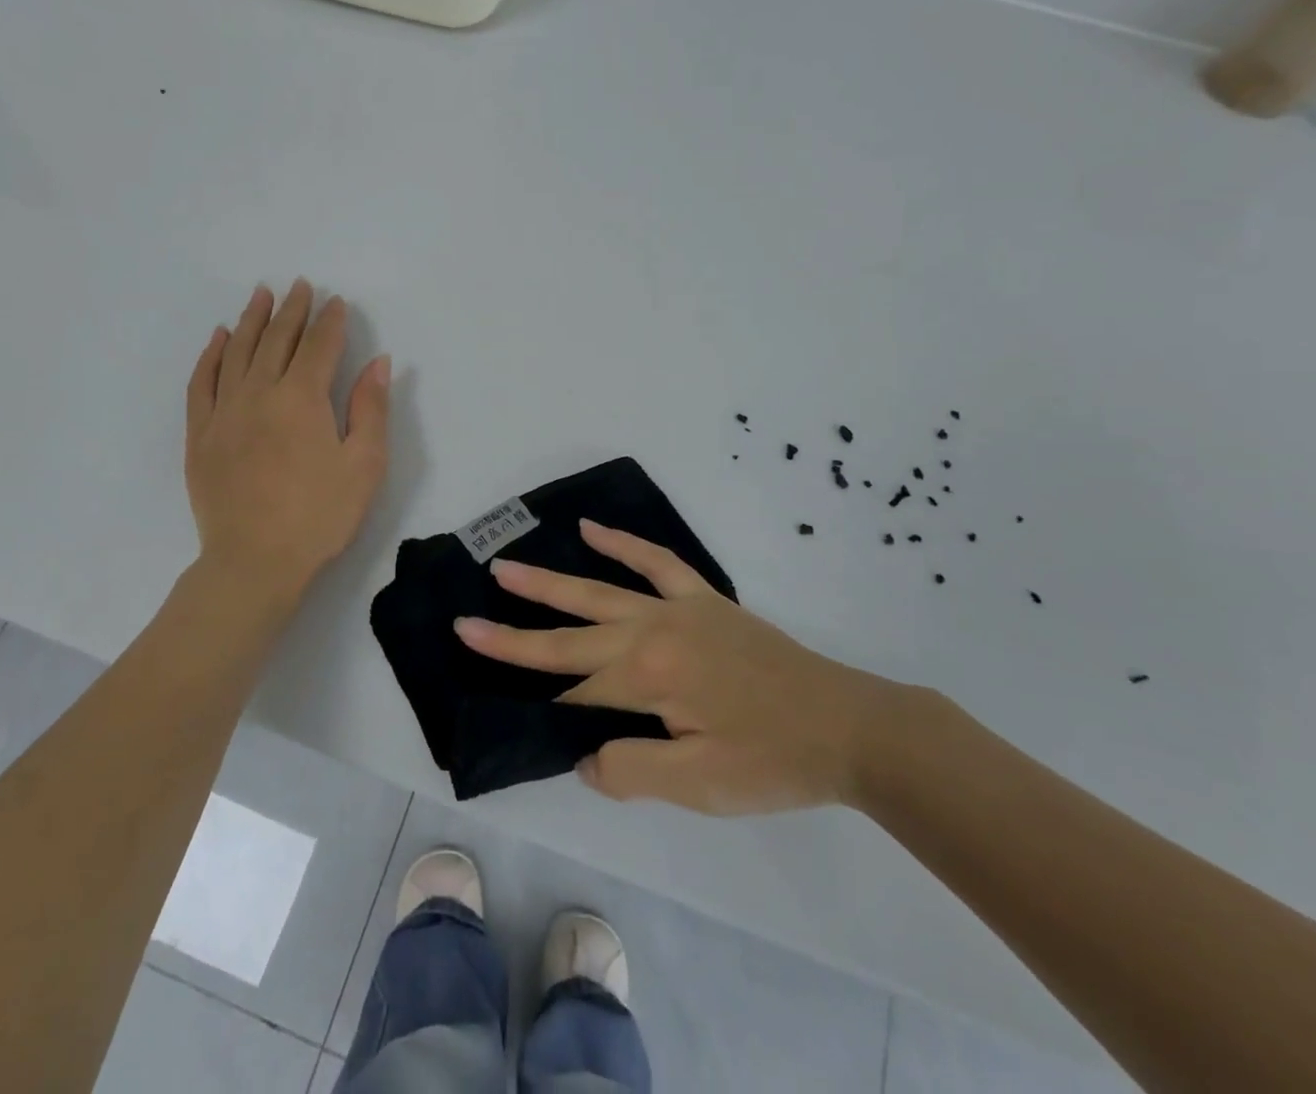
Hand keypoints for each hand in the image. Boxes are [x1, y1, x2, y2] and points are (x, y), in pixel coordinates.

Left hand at [186, 281, 390, 603]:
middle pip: (277, 340)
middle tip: (300, 286)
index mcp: (302, 398)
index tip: (337, 302)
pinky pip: (202, 382)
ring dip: (252, 320)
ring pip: (238, 352)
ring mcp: (224, 412)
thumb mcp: (364, 464)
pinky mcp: (200, 435)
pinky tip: (220, 338)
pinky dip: (212, 355)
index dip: (330, 321)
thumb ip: (370, 408)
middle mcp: (259, 393)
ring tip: (261, 294)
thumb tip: (378, 362)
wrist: (254, 562)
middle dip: (292, 310)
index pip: (318, 345)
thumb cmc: (320, 515)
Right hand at [455, 521, 903, 815]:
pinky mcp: (703, 599)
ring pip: (598, 591)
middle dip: (515, 634)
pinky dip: (622, 544)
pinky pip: (655, 561)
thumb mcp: (700, 786)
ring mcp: (677, 607)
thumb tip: (583, 756)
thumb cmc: (773, 761)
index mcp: (649, 677)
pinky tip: (591, 529)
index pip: (579, 694)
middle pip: (571, 634)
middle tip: (466, 622)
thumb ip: (631, 770)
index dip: (550, 711)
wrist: (849, 725)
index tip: (517, 718)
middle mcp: (652, 630)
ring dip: (549, 581)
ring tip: (505, 567)